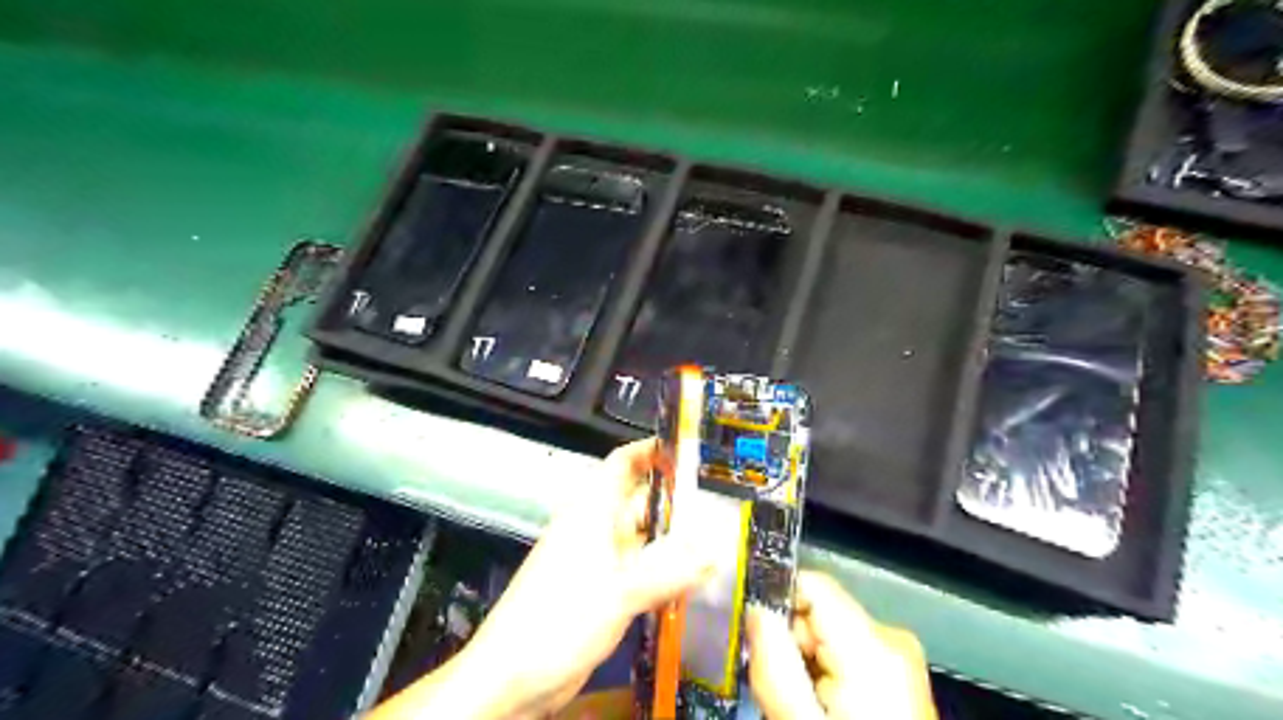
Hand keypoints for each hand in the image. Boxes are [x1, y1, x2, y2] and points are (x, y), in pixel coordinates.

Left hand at [372, 439, 716, 719]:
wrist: (512, 678)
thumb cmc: (558, 620)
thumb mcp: (618, 591)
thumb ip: (668, 570)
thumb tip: (715, 550)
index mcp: (592, 511)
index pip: (623, 463)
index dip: (653, 451)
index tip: (691, 450)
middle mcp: (596, 529)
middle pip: (641, 502)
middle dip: (678, 502)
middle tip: (723, 505)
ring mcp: (600, 561)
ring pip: (644, 540)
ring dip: (675, 541)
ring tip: (719, 542)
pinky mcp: (603, 591)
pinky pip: (641, 571)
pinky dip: (665, 571)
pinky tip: (693, 581)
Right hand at [748, 575, 939, 719]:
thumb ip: (774, 663)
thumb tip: (755, 609)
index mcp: (873, 645)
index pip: (811, 584)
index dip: (774, 600)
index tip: (749, 633)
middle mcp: (891, 638)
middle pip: (817, 611)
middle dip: (787, 641)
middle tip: (772, 686)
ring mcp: (899, 658)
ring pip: (828, 633)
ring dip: (803, 661)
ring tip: (798, 705)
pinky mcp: (898, 675)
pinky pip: (845, 653)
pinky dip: (824, 674)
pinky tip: (820, 708)